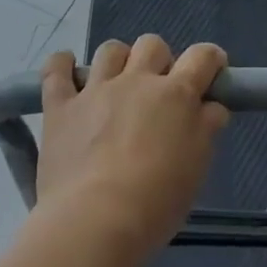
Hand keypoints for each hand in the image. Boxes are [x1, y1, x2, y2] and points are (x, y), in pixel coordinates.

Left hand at [36, 35, 229, 257]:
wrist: (96, 221)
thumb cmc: (157, 201)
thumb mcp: (197, 168)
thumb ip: (206, 129)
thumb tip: (211, 107)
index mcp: (176, 95)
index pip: (201, 57)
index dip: (210, 59)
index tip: (211, 71)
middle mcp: (136, 81)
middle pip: (152, 45)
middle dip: (159, 60)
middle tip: (158, 92)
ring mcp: (95, 90)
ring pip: (109, 50)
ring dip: (117, 61)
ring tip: (115, 84)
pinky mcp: (60, 106)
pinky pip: (56, 70)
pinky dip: (61, 65)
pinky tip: (66, 70)